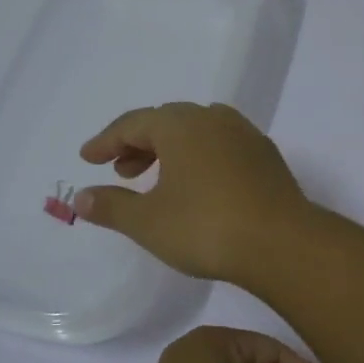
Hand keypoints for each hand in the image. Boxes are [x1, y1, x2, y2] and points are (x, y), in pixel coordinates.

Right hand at [75, 103, 312, 283]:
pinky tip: (199, 186)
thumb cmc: (206, 227)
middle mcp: (214, 119)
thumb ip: (111, 206)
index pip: (133, 123)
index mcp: (181, 125)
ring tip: (157, 179)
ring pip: (198, 131)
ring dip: (172, 150)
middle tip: (121, 171)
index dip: (107, 141)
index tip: (88, 159)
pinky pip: (222, 145)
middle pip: (167, 122)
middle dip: (139, 143)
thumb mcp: (148, 222)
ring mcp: (246, 135)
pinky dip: (200, 157)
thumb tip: (81, 197)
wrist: (282, 243)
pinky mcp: (266, 157)